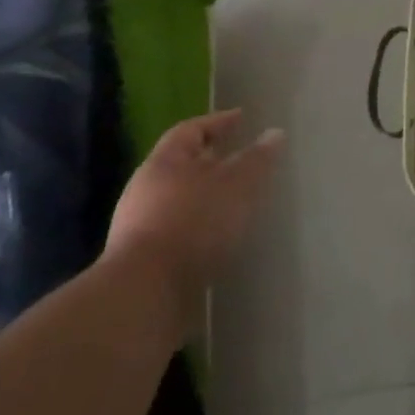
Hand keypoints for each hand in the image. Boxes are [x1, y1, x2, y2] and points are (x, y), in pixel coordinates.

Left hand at [104, 111, 283, 316]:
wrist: (145, 295)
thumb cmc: (194, 223)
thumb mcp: (238, 184)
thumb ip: (258, 159)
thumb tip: (275, 133)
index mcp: (164, 161)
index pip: (191, 129)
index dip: (218, 122)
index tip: (242, 118)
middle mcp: (145, 188)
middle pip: (182, 165)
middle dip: (212, 161)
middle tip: (240, 161)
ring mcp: (138, 227)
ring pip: (179, 199)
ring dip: (205, 198)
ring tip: (234, 203)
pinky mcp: (141, 261)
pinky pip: (175, 230)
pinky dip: (197, 228)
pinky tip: (217, 239)